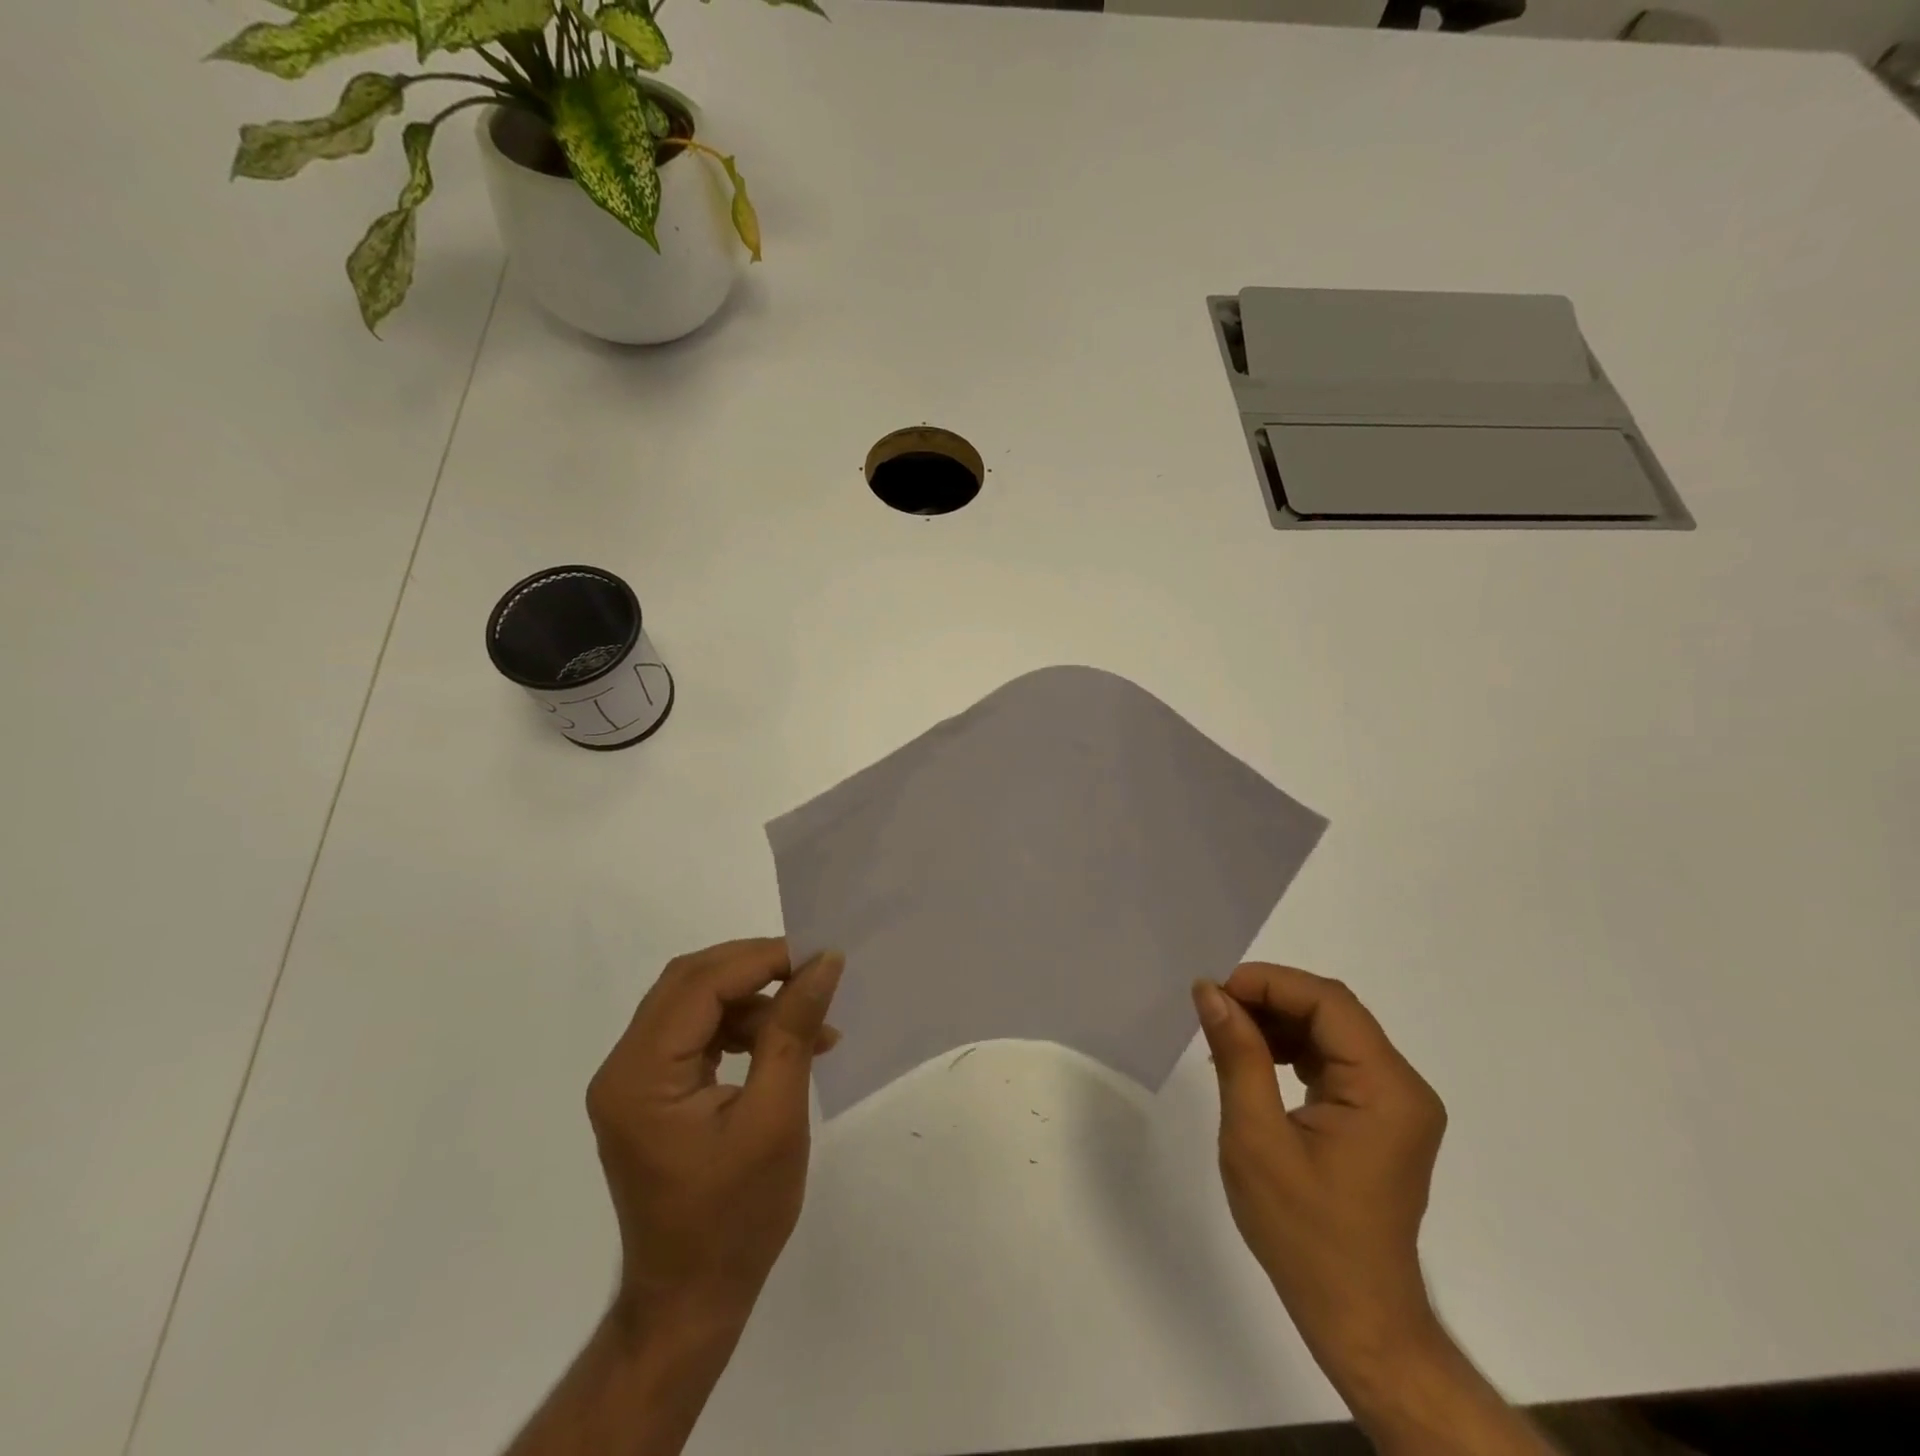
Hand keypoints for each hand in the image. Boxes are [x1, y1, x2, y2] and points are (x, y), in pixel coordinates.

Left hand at [587, 938, 843, 1332]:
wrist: (692, 1302)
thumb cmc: (736, 1218)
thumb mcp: (776, 1118)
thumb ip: (794, 1030)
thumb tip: (824, 962)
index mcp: (640, 1076)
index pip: (699, 985)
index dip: (761, 959)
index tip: (819, 956)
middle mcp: (624, 1069)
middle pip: (689, 984)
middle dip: (756, 969)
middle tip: (814, 974)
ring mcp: (634, 1082)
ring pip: (695, 1004)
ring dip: (754, 1002)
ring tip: (814, 1024)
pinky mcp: (652, 1094)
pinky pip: (697, 1035)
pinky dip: (742, 1029)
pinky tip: (785, 1044)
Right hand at [1192, 965, 1447, 1389]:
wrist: (1355, 1317)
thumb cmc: (1303, 1232)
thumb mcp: (1256, 1137)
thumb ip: (1238, 1055)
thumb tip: (1211, 991)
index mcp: (1386, 1089)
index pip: (1329, 1003)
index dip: (1269, 983)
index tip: (1215, 992)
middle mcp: (1402, 1086)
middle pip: (1333, 1012)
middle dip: (1269, 999)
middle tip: (1213, 1008)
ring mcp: (1394, 1103)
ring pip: (1331, 1031)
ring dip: (1277, 1021)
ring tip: (1226, 1032)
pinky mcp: (1379, 1117)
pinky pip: (1334, 1060)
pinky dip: (1291, 1049)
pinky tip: (1254, 1059)